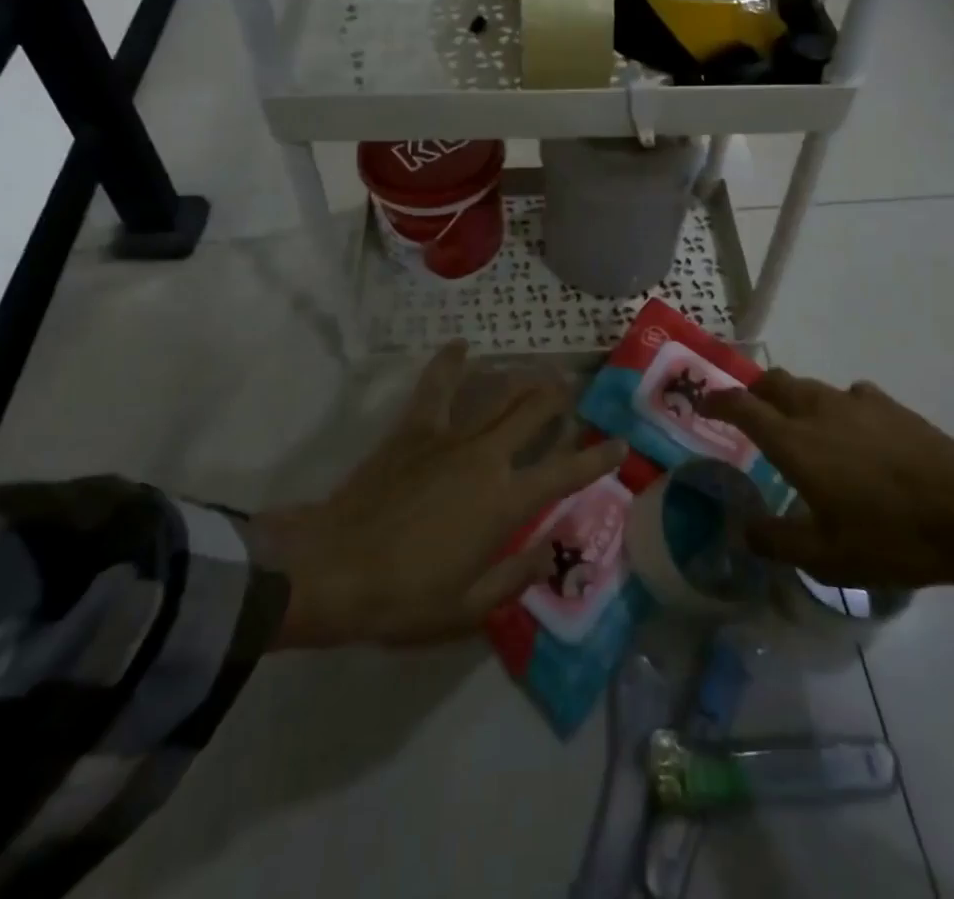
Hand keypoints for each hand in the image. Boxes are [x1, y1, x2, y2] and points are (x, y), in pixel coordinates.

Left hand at [259, 343, 625, 646]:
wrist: (334, 567)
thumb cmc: (404, 596)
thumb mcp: (468, 607)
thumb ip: (516, 575)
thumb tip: (550, 552)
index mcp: (505, 503)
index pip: (566, 473)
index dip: (598, 457)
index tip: (619, 443)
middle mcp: (487, 459)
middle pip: (534, 414)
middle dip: (560, 398)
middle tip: (575, 387)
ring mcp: (450, 437)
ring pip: (497, 394)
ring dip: (522, 379)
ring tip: (540, 369)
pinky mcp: (415, 429)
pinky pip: (437, 387)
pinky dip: (450, 362)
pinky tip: (462, 346)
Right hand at [702, 371, 953, 602]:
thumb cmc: (890, 536)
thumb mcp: (826, 557)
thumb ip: (775, 541)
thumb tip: (742, 529)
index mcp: (794, 441)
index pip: (742, 406)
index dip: (717, 400)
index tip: (703, 402)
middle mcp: (817, 410)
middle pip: (774, 382)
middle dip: (755, 391)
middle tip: (749, 413)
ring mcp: (855, 402)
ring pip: (811, 386)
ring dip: (795, 399)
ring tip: (802, 428)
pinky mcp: (889, 406)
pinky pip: (850, 396)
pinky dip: (838, 407)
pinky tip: (853, 433)